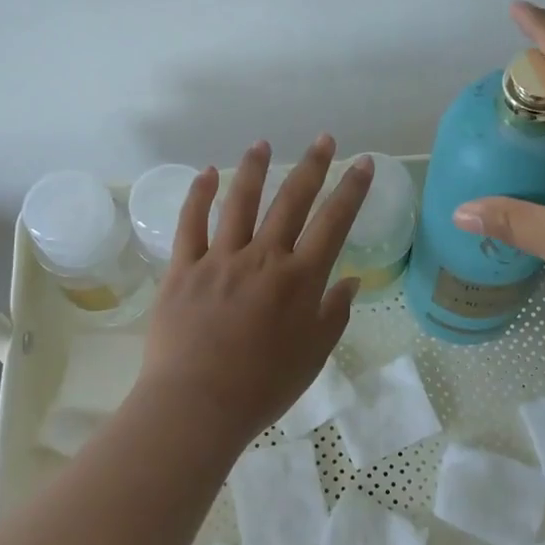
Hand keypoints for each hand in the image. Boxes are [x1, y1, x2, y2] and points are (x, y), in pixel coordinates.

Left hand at [137, 136, 373, 446]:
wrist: (197, 405)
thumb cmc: (263, 387)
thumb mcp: (314, 355)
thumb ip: (334, 313)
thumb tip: (351, 281)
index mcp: (300, 279)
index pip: (333, 222)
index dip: (351, 189)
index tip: (362, 162)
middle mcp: (263, 258)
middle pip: (291, 201)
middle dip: (311, 166)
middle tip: (323, 139)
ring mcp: (220, 259)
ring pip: (240, 202)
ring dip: (253, 169)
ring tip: (261, 144)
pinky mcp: (183, 269)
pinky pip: (191, 224)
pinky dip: (199, 195)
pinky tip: (207, 173)